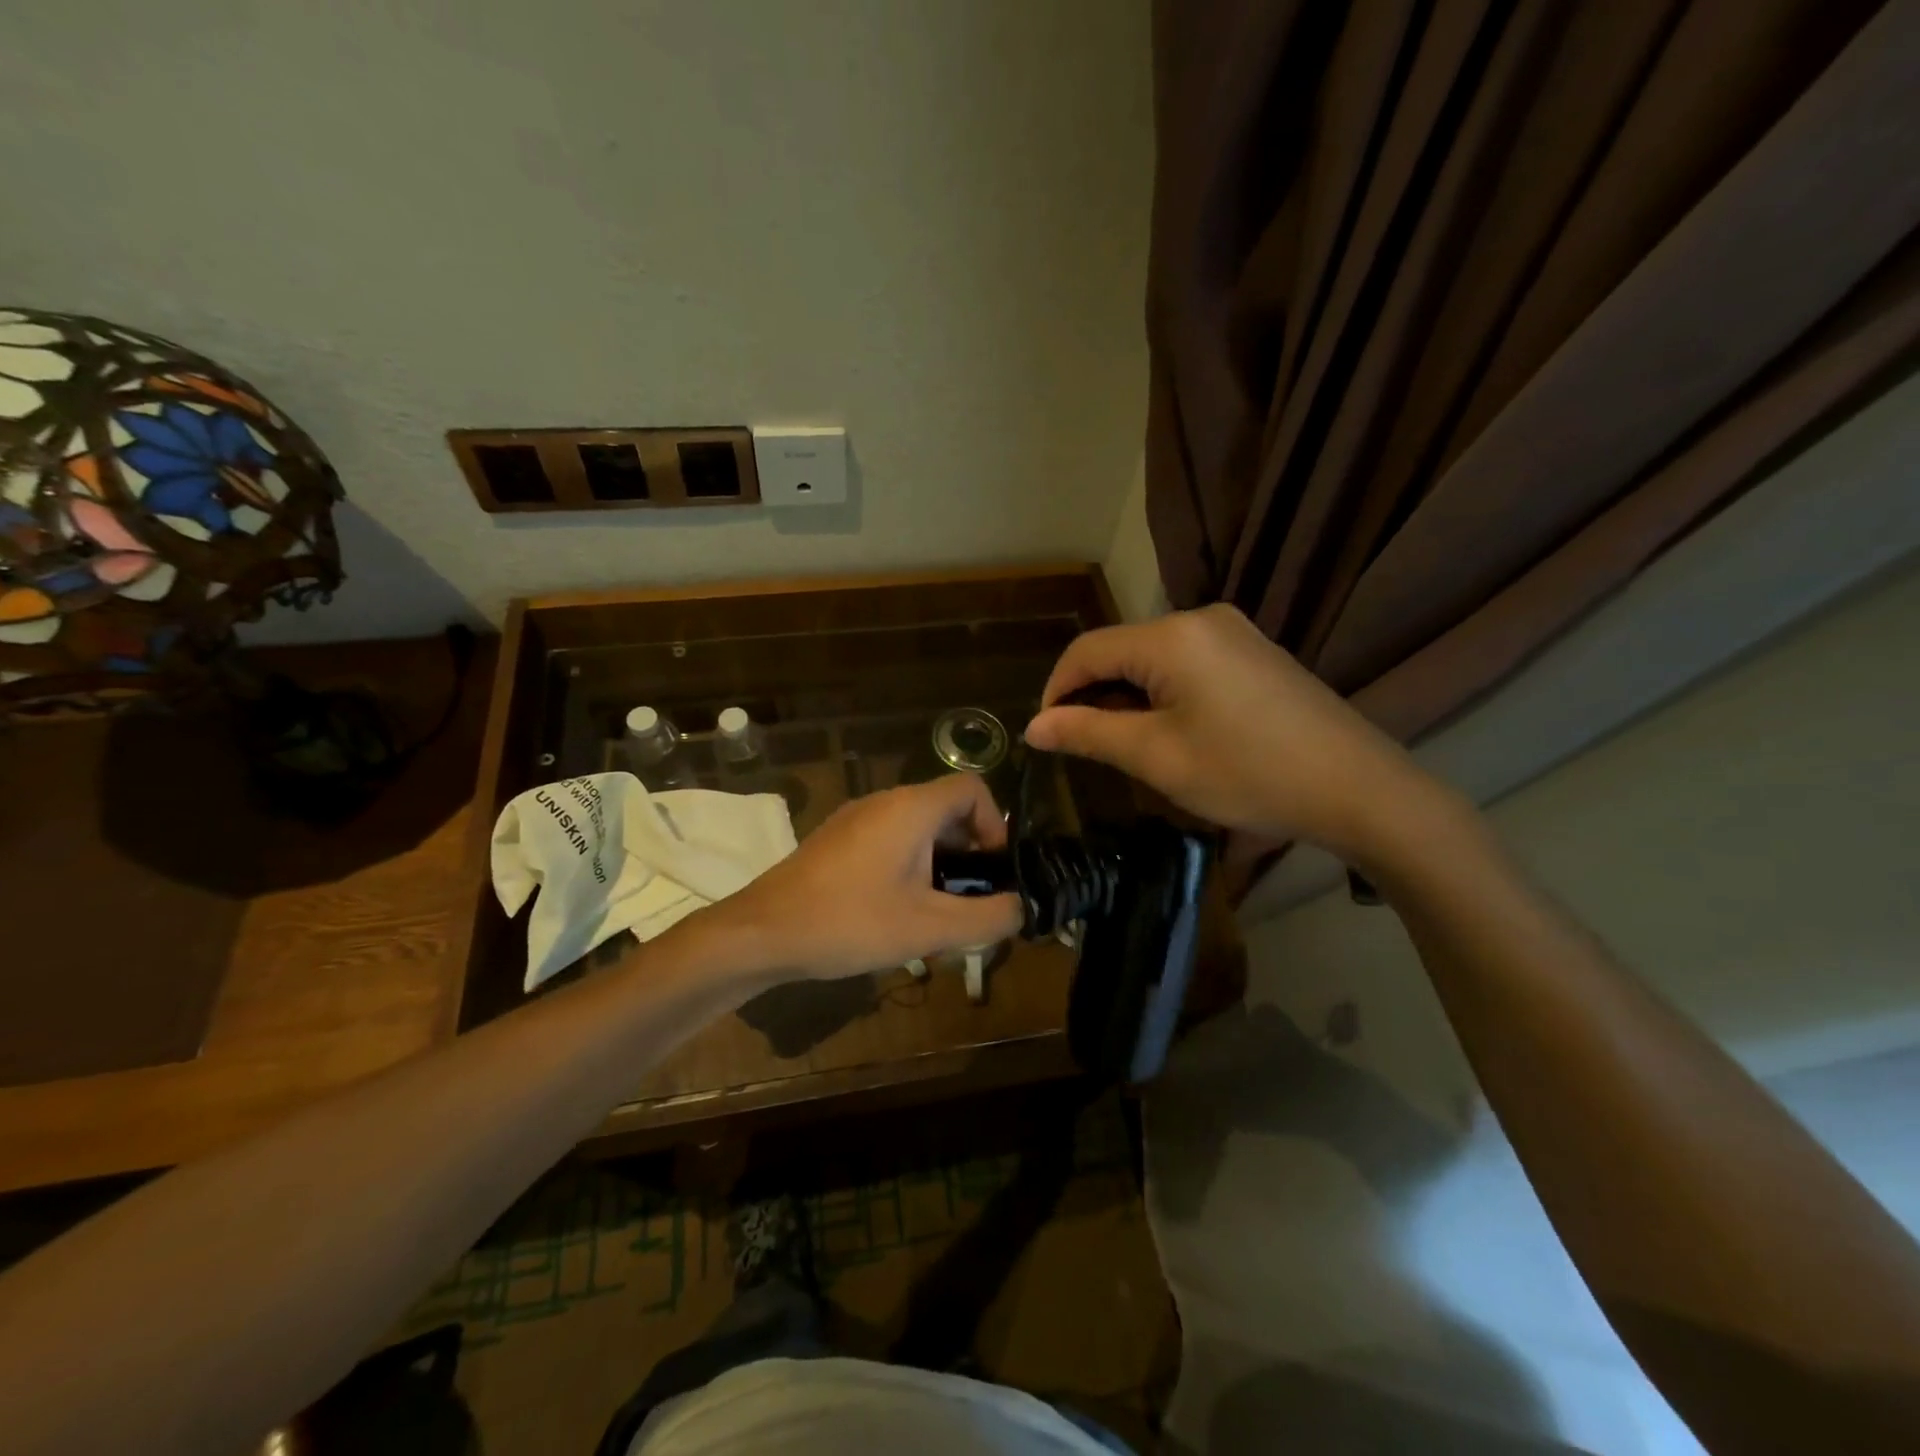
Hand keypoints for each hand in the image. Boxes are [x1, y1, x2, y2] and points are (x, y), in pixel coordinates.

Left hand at [718, 774, 1022, 979]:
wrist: (762, 933)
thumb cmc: (849, 922)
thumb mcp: (929, 929)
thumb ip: (987, 918)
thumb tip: (1020, 908)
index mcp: (911, 809)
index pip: (973, 788)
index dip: (996, 823)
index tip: (994, 869)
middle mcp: (885, 801)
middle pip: (947, 809)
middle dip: (969, 851)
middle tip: (971, 898)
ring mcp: (856, 818)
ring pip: (918, 827)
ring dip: (939, 862)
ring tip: (937, 911)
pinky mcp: (837, 840)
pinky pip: (890, 839)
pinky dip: (910, 864)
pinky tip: (897, 911)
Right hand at [1023, 604, 1443, 862]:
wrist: (1357, 788)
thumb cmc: (1247, 772)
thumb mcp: (1157, 757)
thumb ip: (1088, 733)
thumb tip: (1034, 726)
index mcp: (1171, 636)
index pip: (1086, 651)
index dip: (1056, 691)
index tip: (1047, 736)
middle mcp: (1200, 618)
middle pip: (1120, 650)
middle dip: (1092, 696)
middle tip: (1086, 748)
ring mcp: (1233, 632)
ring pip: (1152, 658)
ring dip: (1127, 696)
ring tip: (1126, 746)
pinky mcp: (1254, 651)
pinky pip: (1187, 663)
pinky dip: (1162, 693)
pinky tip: (1171, 730)